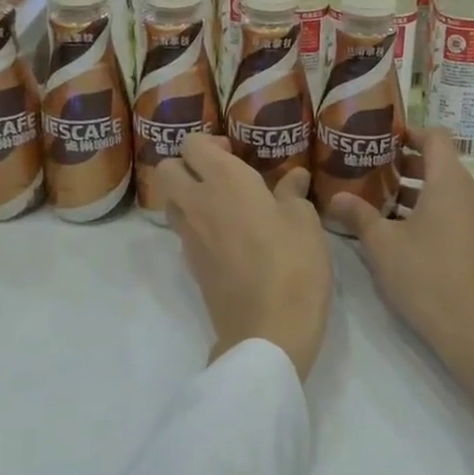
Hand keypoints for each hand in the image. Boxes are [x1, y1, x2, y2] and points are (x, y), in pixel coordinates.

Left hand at [155, 134, 333, 380]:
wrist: (267, 332)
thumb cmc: (292, 265)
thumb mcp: (305, 222)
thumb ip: (293, 194)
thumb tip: (294, 177)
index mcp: (225, 182)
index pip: (192, 144)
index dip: (210, 142)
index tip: (235, 152)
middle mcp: (197, 203)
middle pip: (168, 168)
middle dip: (188, 165)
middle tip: (223, 175)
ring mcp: (189, 237)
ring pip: (171, 200)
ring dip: (189, 194)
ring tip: (226, 204)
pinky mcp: (191, 265)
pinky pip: (184, 230)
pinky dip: (197, 223)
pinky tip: (230, 235)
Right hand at [330, 127, 473, 420]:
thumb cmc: (428, 277)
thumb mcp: (383, 246)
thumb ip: (358, 215)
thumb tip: (334, 198)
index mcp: (450, 181)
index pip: (435, 136)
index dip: (409, 132)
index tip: (382, 139)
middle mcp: (471, 192)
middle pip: (440, 163)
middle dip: (405, 165)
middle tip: (370, 171)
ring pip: (446, 190)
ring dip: (415, 191)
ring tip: (378, 203)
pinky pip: (455, 211)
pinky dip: (430, 211)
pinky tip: (401, 233)